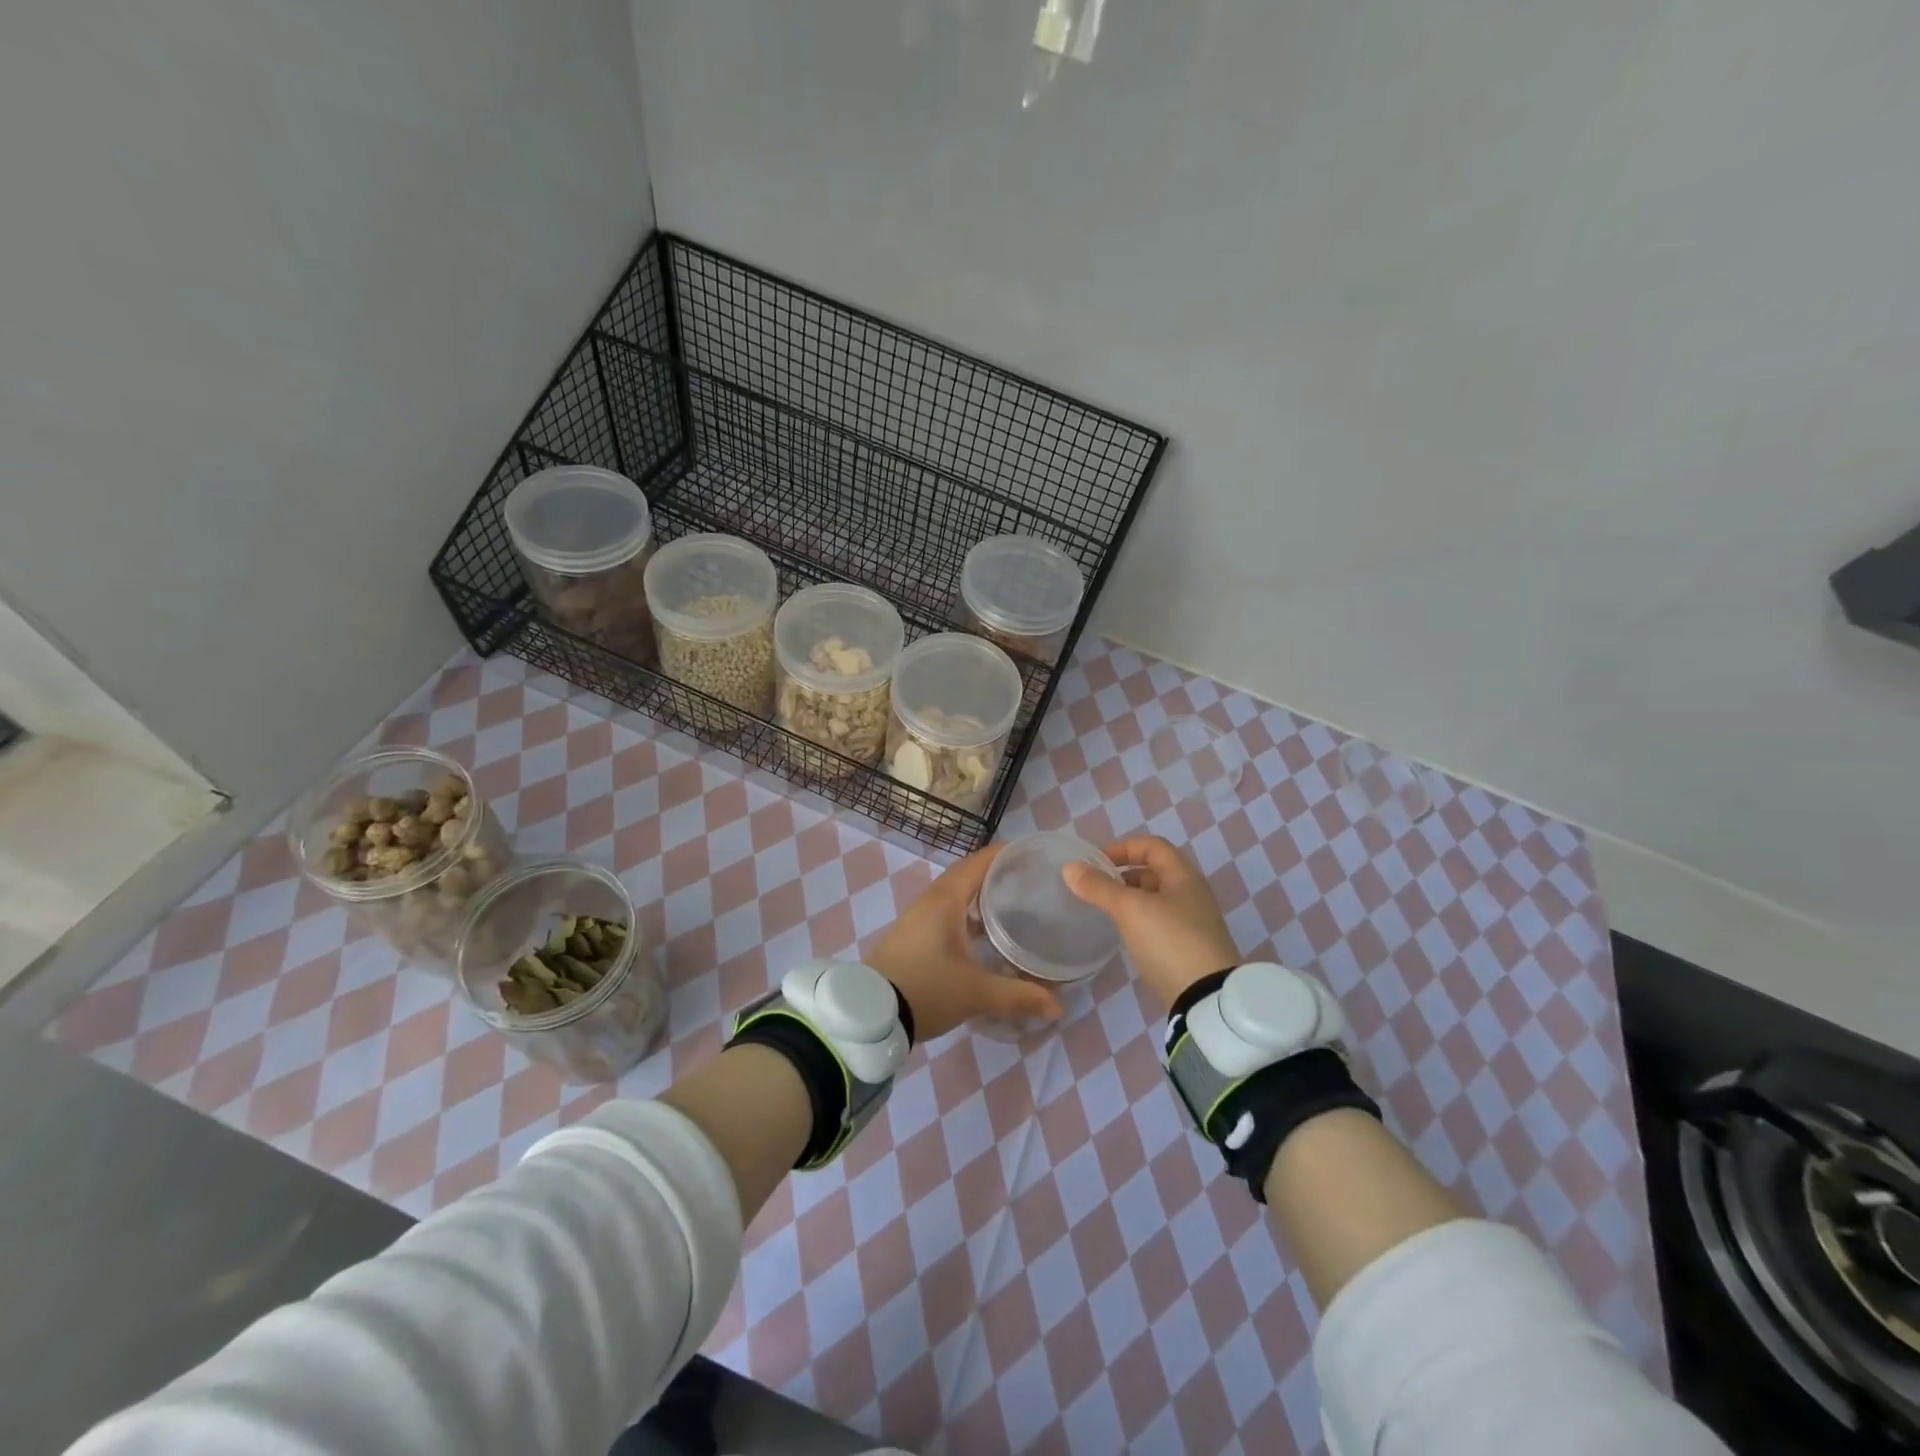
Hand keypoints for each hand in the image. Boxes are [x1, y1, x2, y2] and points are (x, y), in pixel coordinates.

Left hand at [866, 846, 1060, 1042]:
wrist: (871, 1014)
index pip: (977, 863)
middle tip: (1027, 879)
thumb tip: (1057, 1006)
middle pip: (966, 875)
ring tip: (1011, 904)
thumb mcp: (976, 993)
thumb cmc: (926, 989)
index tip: (1030, 852)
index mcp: (945, 900)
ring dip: (979, 895)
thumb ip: (1019, 996)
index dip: (1003, 854)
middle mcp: (930, 901)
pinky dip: (966, 914)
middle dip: (994, 873)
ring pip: (953, 895)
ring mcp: (917, 919)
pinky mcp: (911, 937)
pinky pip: (944, 912)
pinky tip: (983, 935)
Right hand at [1063, 835, 1239, 1009]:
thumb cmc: (1169, 941)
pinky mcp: (1188, 949)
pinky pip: (1159, 923)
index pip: (1152, 846)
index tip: (1096, 862)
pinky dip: (1138, 921)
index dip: (1123, 847)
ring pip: (1155, 899)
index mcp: (1183, 876)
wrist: (1206, 998)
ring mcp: (1192, 923)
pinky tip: (1123, 935)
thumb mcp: (1130, 909)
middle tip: (1096, 887)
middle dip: (1123, 875)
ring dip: (1129, 899)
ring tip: (1104, 910)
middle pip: (1154, 872)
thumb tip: (1070, 867)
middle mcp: (1192, 894)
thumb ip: (1099, 887)